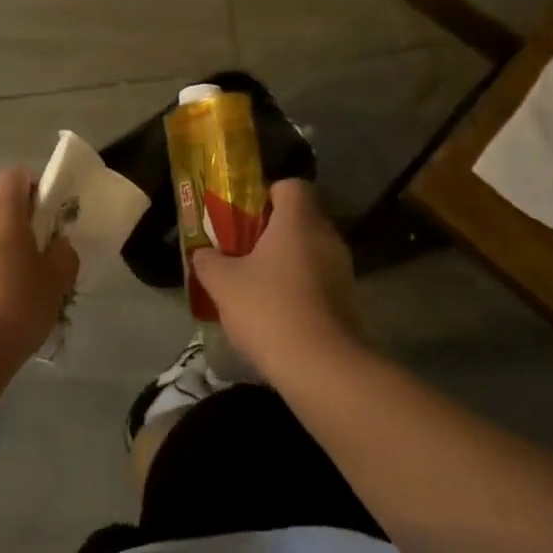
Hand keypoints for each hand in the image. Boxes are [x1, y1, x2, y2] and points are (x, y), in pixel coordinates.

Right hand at [192, 179, 360, 377]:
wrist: (321, 367)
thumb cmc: (268, 308)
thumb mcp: (222, 283)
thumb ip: (208, 261)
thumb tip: (203, 252)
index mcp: (298, 220)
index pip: (290, 185)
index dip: (267, 194)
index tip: (245, 216)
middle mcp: (326, 236)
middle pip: (300, 219)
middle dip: (272, 231)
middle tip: (243, 251)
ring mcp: (343, 270)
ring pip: (310, 251)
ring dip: (287, 262)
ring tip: (257, 286)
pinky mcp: (349, 301)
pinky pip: (320, 280)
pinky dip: (301, 289)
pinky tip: (277, 313)